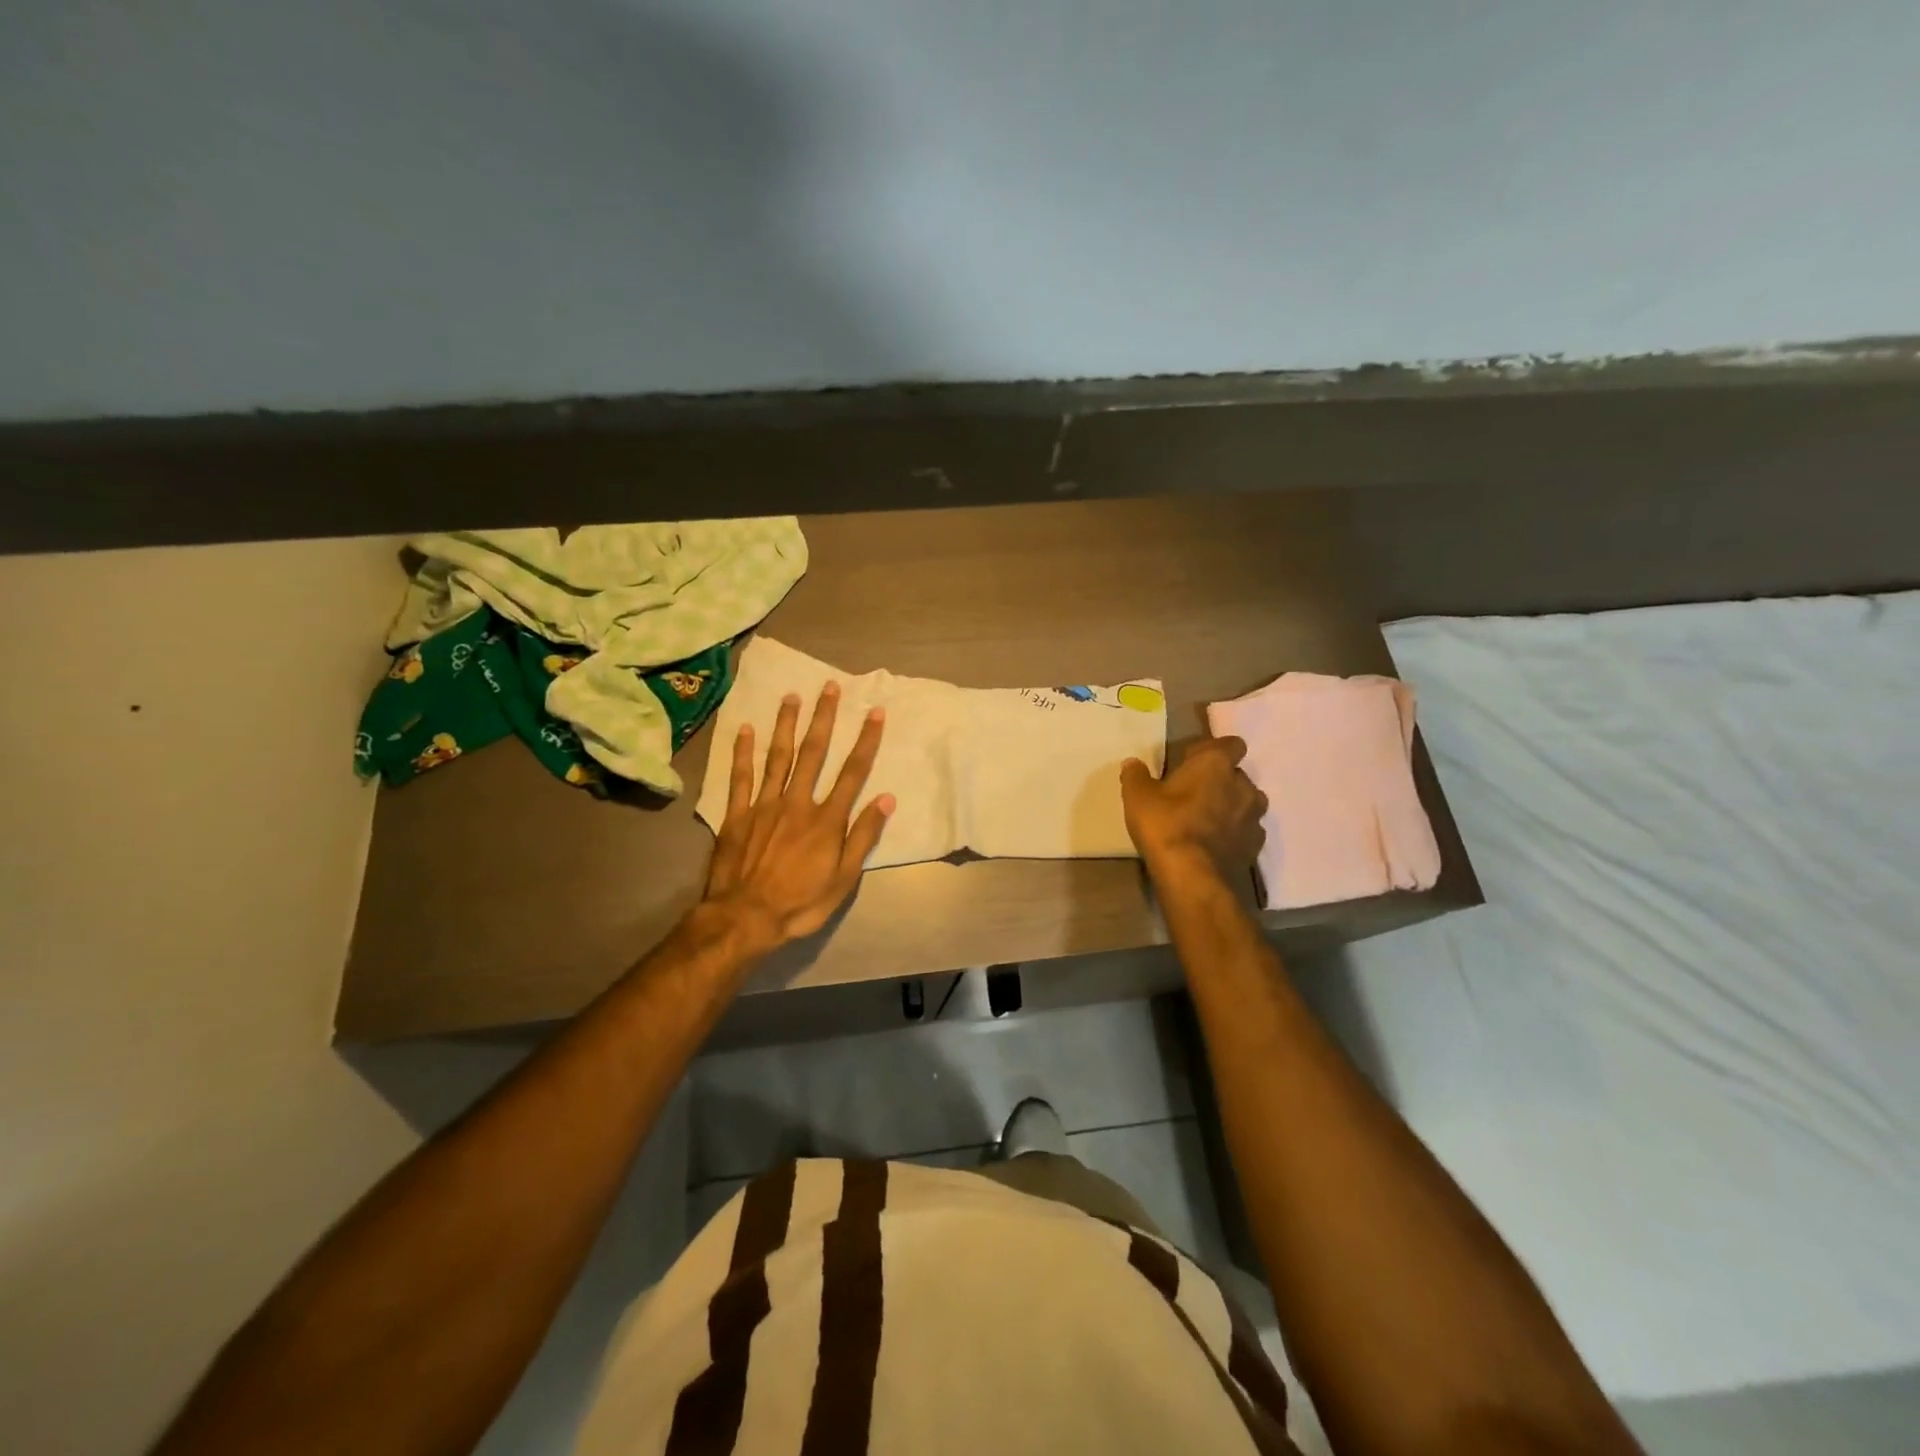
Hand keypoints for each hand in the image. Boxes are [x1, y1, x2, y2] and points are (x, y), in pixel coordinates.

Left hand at [704, 683, 894, 947]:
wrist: (746, 918)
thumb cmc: (801, 903)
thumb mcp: (844, 879)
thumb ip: (863, 836)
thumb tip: (886, 799)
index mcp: (827, 819)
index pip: (853, 772)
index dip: (866, 741)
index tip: (876, 712)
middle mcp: (798, 802)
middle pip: (814, 753)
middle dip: (824, 718)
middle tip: (830, 687)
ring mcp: (764, 805)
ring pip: (778, 757)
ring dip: (786, 724)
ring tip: (792, 696)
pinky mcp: (737, 815)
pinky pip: (740, 777)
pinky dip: (743, 752)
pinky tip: (745, 729)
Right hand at [1120, 736, 1265, 881]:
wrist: (1192, 876)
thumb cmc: (1165, 824)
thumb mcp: (1137, 796)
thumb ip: (1136, 775)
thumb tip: (1132, 763)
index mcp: (1216, 764)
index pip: (1231, 744)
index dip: (1213, 751)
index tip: (1192, 762)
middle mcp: (1243, 784)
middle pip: (1237, 775)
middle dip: (1220, 781)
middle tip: (1194, 794)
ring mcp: (1254, 817)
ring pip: (1247, 803)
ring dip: (1231, 806)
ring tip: (1207, 819)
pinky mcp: (1256, 846)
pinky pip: (1247, 831)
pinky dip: (1235, 833)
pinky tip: (1215, 843)